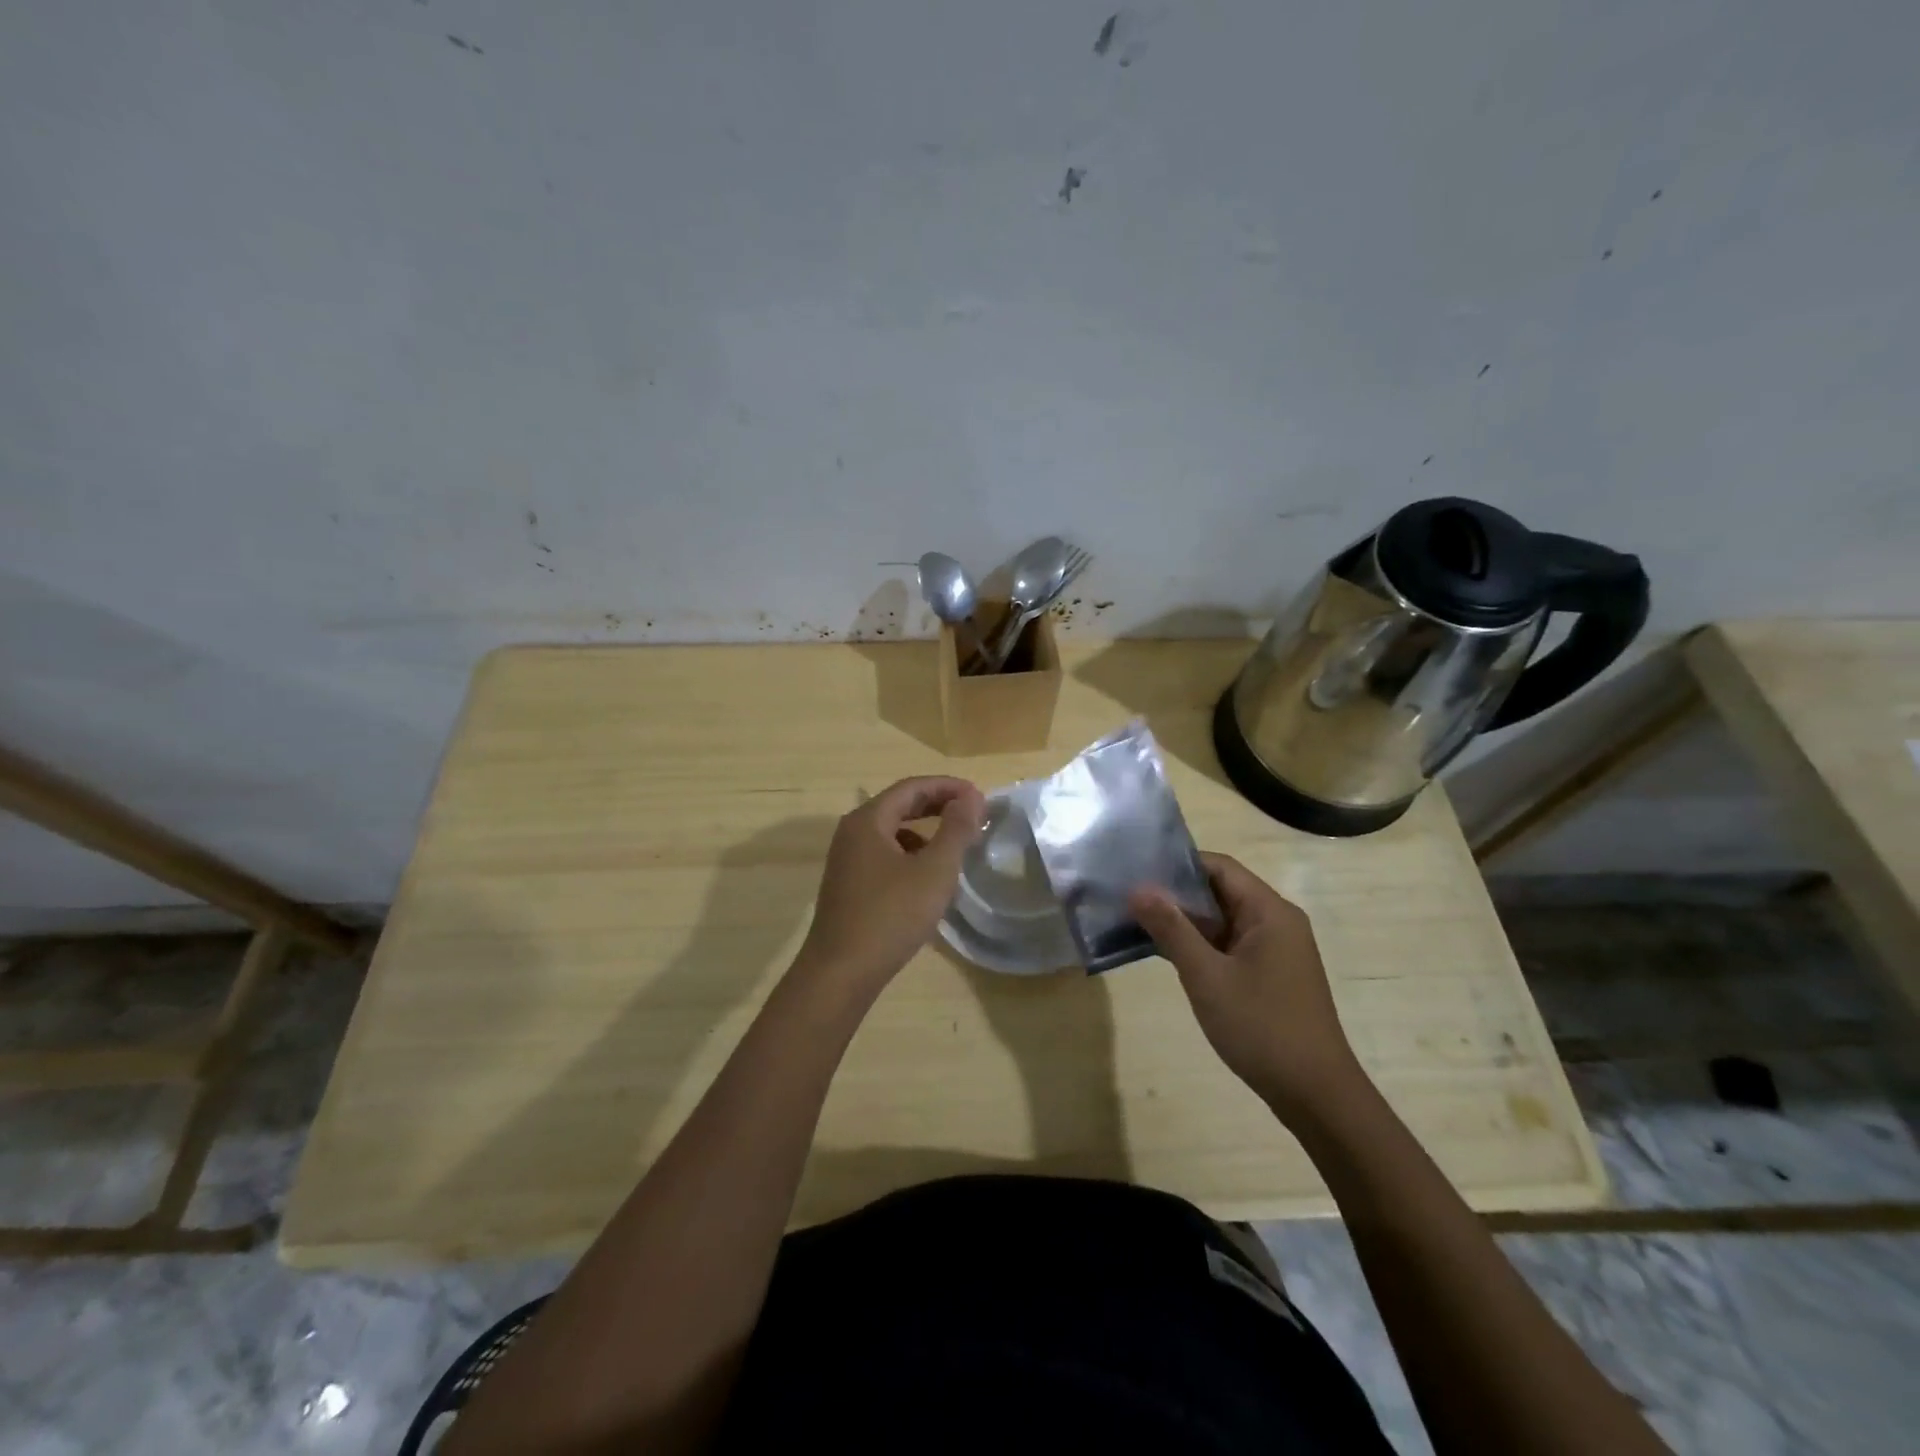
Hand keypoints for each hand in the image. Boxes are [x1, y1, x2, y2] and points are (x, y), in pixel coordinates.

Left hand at [795, 776, 985, 996]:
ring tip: (954, 846)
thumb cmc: (891, 916)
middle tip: (972, 813)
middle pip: (899, 806)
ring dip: (924, 832)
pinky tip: (927, 878)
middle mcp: (852, 833)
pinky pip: (884, 855)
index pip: (911, 788)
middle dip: (937, 806)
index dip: (947, 787)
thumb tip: (971, 796)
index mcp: (868, 821)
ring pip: (891, 833)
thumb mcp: (934, 870)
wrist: (841, 973)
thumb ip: (956, 829)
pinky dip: (910, 855)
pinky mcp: (849, 885)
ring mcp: (847, 860)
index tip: (979, 796)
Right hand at [1129, 852, 1366, 1120]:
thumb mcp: (1207, 976)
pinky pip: (1229, 945)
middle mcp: (1276, 922)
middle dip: (1175, 893)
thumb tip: (1138, 888)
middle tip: (1128, 897)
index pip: (1219, 866)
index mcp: (1269, 912)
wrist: (1316, 1096)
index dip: (1177, 864)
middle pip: (1220, 890)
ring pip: (1222, 920)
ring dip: (1185, 921)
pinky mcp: (1270, 974)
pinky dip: (1200, 944)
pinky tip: (1166, 953)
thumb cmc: (1261, 1028)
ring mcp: (1275, 950)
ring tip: (1137, 921)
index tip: (1137, 870)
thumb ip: (1171, 929)